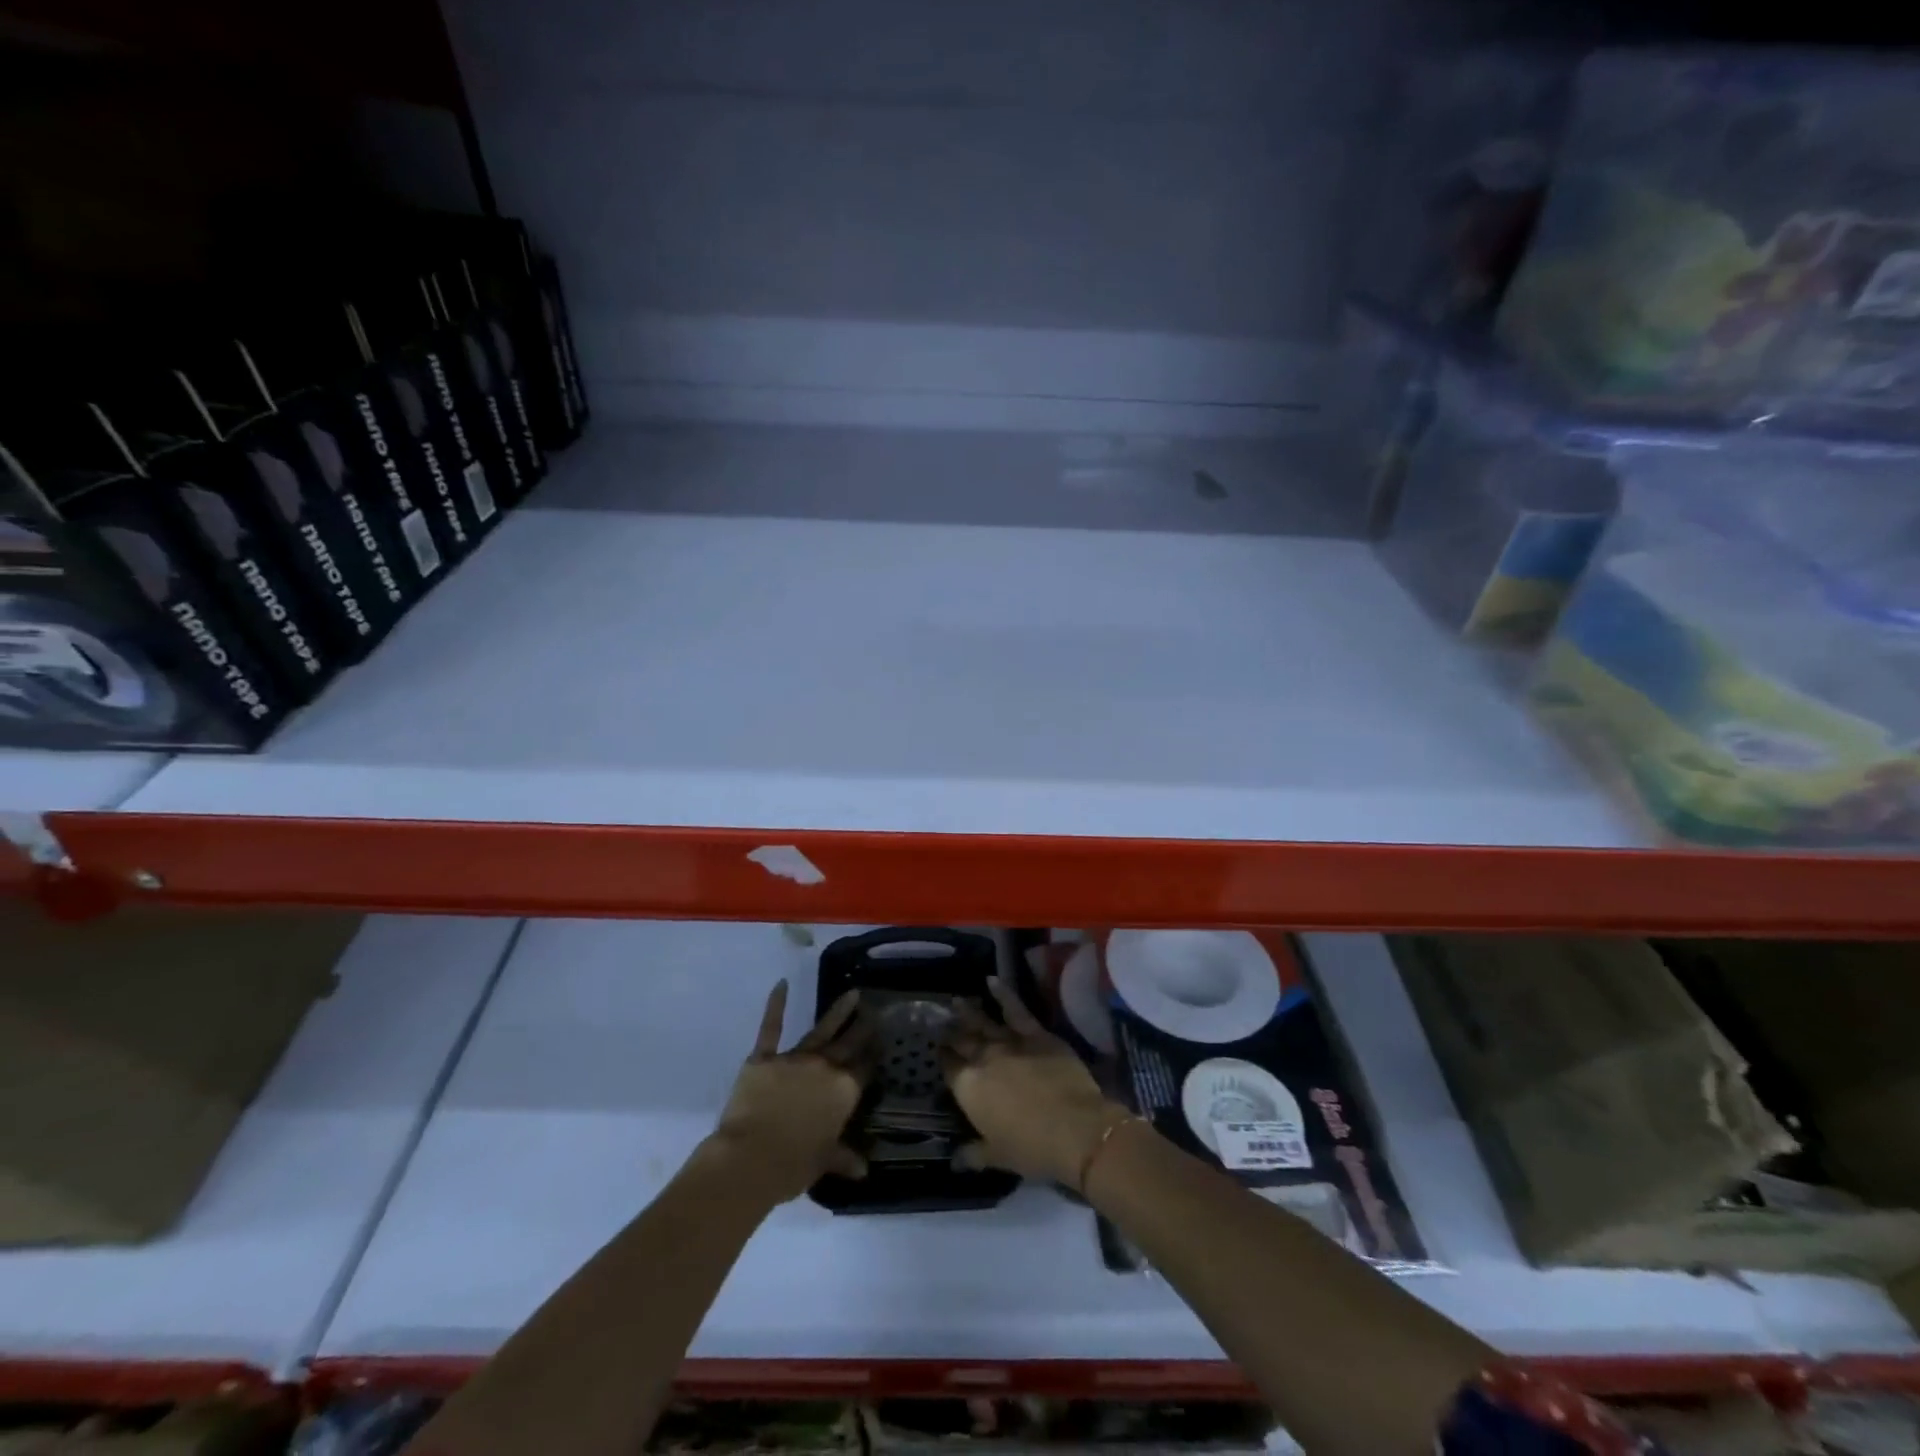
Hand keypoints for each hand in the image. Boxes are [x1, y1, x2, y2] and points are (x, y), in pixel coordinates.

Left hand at [711, 982, 873, 1202]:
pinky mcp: (765, 1058)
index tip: (884, 1038)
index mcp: (843, 1092)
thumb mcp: (824, 1162)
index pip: (864, 1069)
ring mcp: (795, 1059)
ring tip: (852, 994)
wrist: (749, 1158)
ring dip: (838, 1012)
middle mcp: (825, 1068)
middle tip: (875, 1008)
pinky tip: (781, 984)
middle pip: (849, 1043)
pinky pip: (771, 1028)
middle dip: (863, 1026)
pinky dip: (775, 1005)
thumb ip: (844, 1158)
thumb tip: (863, 1170)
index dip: (874, 1054)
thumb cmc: (792, 1166)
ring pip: (822, 1030)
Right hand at [942, 976, 1129, 1188]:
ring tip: (957, 1001)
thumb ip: (974, 1154)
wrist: (1075, 1129)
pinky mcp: (1036, 1033)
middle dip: (951, 1032)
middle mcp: (983, 1059)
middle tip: (942, 1021)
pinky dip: (1003, 993)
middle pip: (963, 1041)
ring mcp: (1009, 1042)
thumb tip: (956, 1159)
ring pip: (983, 1022)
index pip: (949, 1068)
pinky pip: (1016, 1009)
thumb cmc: (1032, 1148)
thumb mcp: (998, 1157)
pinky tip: (992, 980)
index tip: (939, 1049)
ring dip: (968, 1012)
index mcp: (969, 1089)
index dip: (943, 1058)